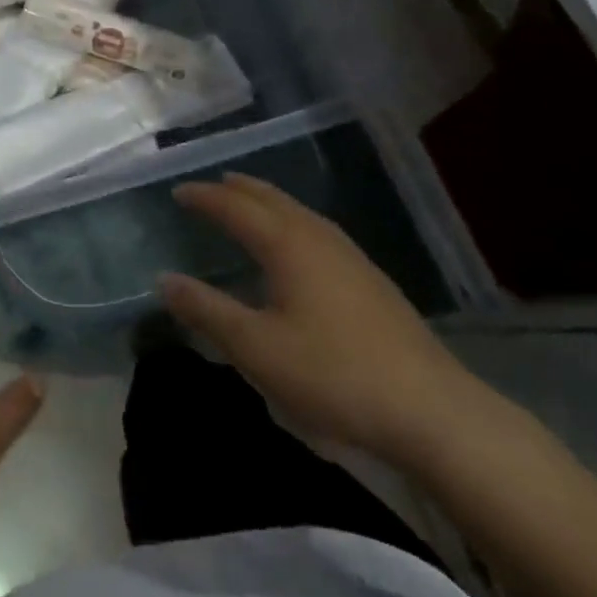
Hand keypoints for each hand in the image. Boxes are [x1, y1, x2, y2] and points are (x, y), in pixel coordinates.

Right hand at [163, 174, 480, 462]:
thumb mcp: (256, 348)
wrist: (431, 410)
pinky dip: (290, 222)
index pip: (236, 207)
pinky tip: (297, 247)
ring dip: (267, 202)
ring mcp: (350, 257)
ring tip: (248, 204)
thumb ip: (208, 311)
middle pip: (272, 199)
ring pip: (299, 213)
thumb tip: (165, 280)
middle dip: (238, 189)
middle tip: (211, 186)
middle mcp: (319, 238)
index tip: (178, 192)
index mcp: (288, 245)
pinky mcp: (370, 281)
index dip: (205, 197)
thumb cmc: (333, 374)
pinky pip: (317, 231)